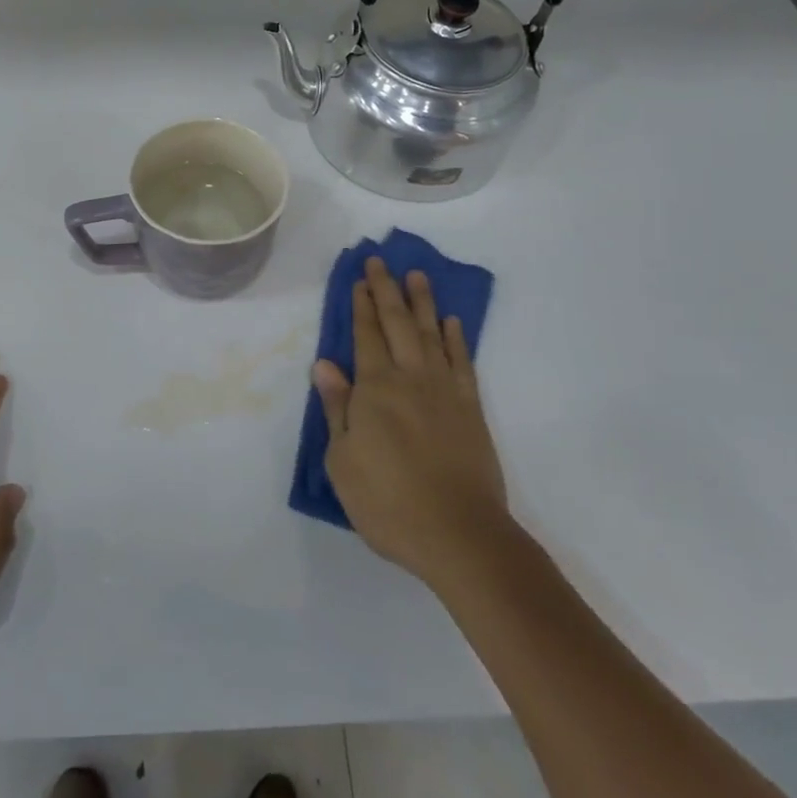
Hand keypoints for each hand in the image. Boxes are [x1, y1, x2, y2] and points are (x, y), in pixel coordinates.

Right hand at [312, 259, 508, 589]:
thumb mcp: (343, 461)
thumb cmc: (388, 502)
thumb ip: (337, 408)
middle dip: (387, 291)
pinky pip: (463, 363)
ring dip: (423, 303)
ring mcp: (445, 392)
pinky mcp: (471, 410)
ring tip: (418, 276)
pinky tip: (452, 323)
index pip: (365, 336)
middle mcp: (411, 379)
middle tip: (381, 262)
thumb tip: (325, 364)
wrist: (460, 535)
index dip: (360, 306)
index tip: (358, 279)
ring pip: (432, 335)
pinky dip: (457, 339)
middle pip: (398, 324)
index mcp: (375, 389)